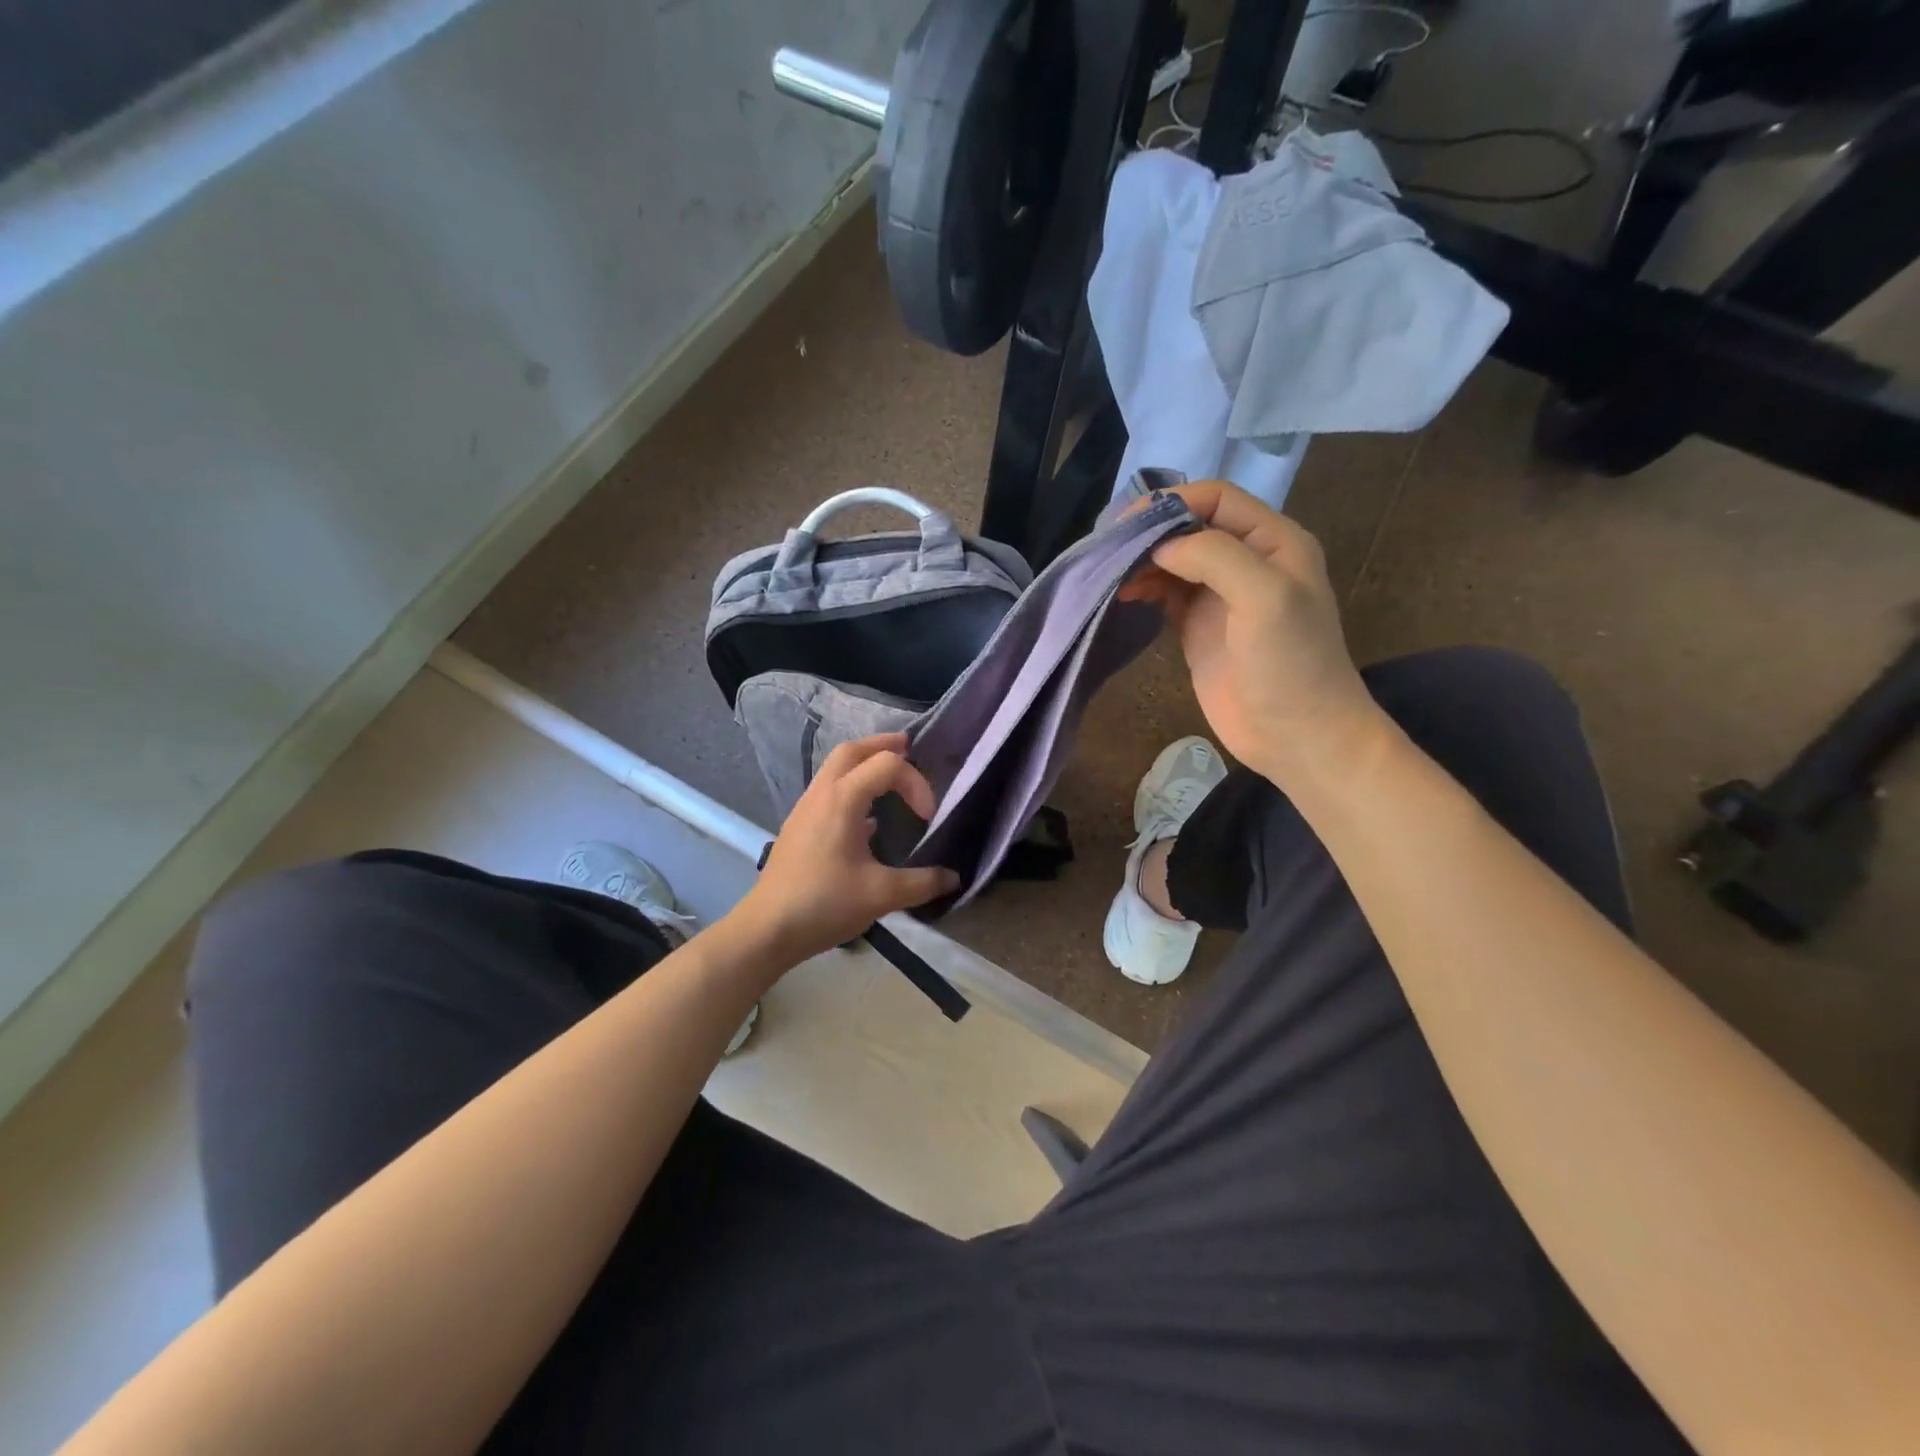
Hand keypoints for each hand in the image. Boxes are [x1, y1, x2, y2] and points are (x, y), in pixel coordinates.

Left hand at [734, 735, 960, 964]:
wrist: (768, 928)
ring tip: (890, 777)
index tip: (927, 817)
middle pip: (851, 751)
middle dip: (882, 746)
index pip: (887, 765)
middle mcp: (821, 794)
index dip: (915, 783)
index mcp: (842, 799)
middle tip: (908, 748)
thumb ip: (922, 883)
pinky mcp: (799, 827)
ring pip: (835, 768)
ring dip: (864, 764)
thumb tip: (954, 878)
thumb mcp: (881, 895)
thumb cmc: (825, 903)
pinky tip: (867, 818)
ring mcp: (805, 809)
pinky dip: (851, 787)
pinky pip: (828, 791)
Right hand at [1125, 481, 1388, 790]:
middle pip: (1189, 525)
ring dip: (1140, 560)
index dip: (1173, 501)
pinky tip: (1121, 594)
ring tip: (1108, 572)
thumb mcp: (1264, 597)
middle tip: (1108, 545)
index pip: (1217, 499)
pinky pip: (1164, 593)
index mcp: (1273, 541)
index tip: (1129, 522)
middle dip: (1149, 530)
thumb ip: (1215, 556)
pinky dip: (1141, 588)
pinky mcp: (1197, 626)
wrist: (1296, 735)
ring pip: (1172, 559)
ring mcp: (1219, 595)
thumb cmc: (1290, 663)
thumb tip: (1160, 544)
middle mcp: (1246, 560)